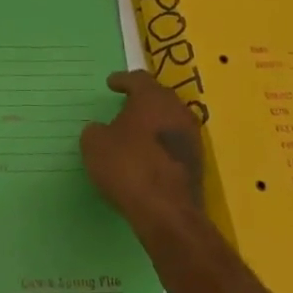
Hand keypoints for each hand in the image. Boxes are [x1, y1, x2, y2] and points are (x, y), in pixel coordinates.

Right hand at [82, 70, 206, 231]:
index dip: (122, 80)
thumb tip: (101, 130)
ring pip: (170, 120)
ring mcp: (192, 138)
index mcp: (153, 98)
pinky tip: (148, 155)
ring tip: (136, 131)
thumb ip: (96, 130)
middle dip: (142, 99)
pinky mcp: (197, 163)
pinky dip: (162, 144)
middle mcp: (177, 111)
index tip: (111, 84)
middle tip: (125, 105)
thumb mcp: (95, 145)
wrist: (167, 213)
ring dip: (154, 123)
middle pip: (159, 97)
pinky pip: (176, 143)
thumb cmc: (128, 167)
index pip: (138, 79)